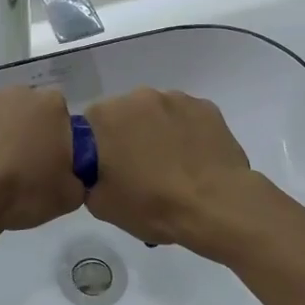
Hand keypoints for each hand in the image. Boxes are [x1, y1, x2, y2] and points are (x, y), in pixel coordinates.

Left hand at [0, 87, 84, 250]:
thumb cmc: (22, 190)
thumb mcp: (68, 197)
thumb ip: (77, 180)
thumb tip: (69, 178)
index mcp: (53, 106)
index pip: (64, 119)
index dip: (59, 143)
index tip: (51, 167)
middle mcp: (19, 93)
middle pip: (30, 114)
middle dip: (29, 136)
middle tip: (24, 171)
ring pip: (0, 118)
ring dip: (0, 137)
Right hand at [82, 89, 255, 253]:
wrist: (214, 207)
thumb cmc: (151, 206)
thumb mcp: (100, 204)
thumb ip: (89, 178)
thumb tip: (98, 171)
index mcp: (106, 116)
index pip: (90, 125)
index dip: (98, 148)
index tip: (109, 169)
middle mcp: (139, 97)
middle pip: (125, 114)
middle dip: (128, 135)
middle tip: (139, 169)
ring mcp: (177, 99)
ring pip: (158, 113)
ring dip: (158, 131)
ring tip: (172, 166)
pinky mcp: (207, 108)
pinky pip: (187, 118)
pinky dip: (187, 133)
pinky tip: (195, 160)